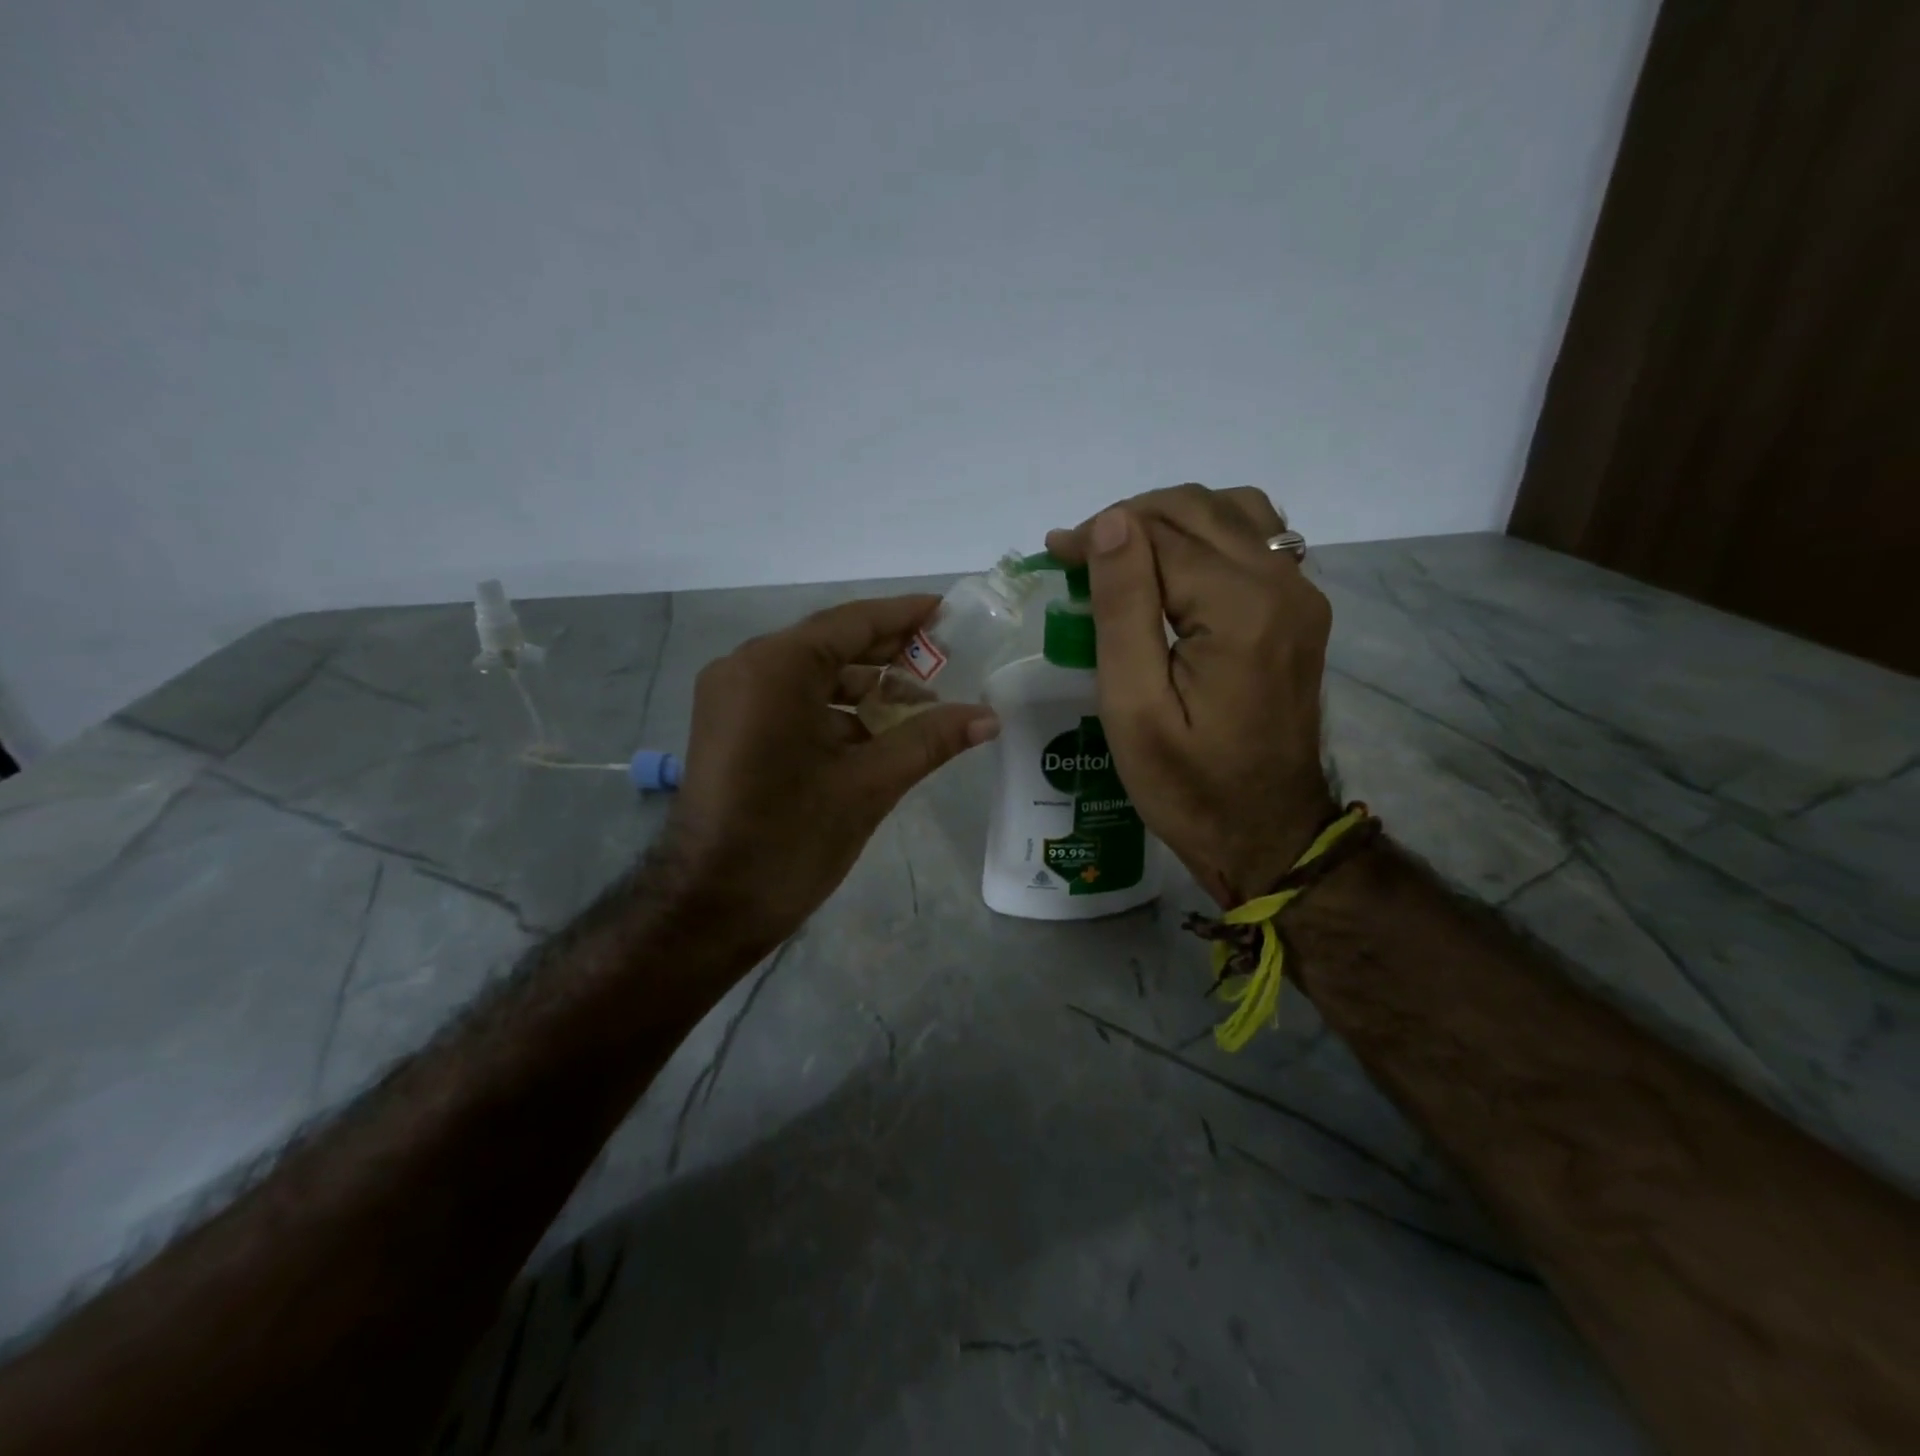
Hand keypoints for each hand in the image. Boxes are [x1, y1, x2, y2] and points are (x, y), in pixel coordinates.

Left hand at [662, 595, 999, 952]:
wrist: (710, 905)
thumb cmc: (791, 839)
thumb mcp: (869, 784)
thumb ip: (930, 739)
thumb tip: (989, 717)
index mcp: (776, 667)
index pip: (852, 622)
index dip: (905, 616)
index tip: (948, 611)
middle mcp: (746, 667)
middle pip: (831, 645)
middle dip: (889, 653)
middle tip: (947, 657)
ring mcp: (732, 697)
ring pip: (812, 675)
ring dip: (865, 686)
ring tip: (921, 702)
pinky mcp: (730, 726)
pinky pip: (792, 700)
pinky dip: (835, 710)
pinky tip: (878, 731)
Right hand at [1046, 484, 1334, 906]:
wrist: (1267, 833)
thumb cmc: (1188, 786)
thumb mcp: (1134, 708)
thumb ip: (1123, 609)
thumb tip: (1110, 523)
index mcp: (1240, 611)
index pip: (1160, 534)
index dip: (1100, 533)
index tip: (1054, 551)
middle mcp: (1282, 586)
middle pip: (1199, 510)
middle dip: (1130, 519)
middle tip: (1079, 556)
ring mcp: (1301, 596)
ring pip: (1233, 513)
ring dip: (1171, 521)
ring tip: (1124, 557)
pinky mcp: (1301, 612)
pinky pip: (1257, 541)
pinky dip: (1209, 536)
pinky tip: (1176, 568)